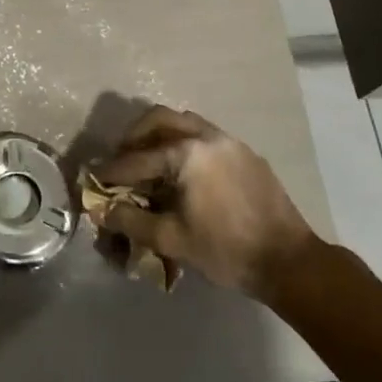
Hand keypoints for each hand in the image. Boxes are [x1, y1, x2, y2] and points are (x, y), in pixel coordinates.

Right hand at [92, 105, 317, 298]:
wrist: (289, 262)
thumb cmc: (226, 251)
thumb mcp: (171, 239)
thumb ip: (130, 220)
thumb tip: (99, 210)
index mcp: (185, 154)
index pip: (135, 159)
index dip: (109, 172)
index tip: (91, 180)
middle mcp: (205, 136)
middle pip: (157, 120)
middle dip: (132, 138)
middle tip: (121, 162)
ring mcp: (229, 141)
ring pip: (183, 121)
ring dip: (159, 136)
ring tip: (149, 162)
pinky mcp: (245, 153)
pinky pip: (204, 134)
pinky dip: (184, 143)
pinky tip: (183, 172)